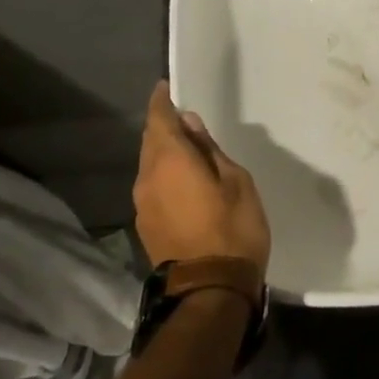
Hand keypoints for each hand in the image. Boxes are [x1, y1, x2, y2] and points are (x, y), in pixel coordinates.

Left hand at [133, 82, 271, 274]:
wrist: (210, 291)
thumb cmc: (233, 229)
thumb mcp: (235, 181)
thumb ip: (210, 151)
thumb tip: (190, 125)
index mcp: (170, 161)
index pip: (158, 120)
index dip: (161, 102)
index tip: (165, 88)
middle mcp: (147, 178)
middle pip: (150, 142)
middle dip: (163, 127)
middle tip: (184, 119)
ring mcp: (143, 205)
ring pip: (149, 166)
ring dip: (164, 154)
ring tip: (188, 151)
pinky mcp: (146, 226)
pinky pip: (153, 187)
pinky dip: (165, 176)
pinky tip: (184, 182)